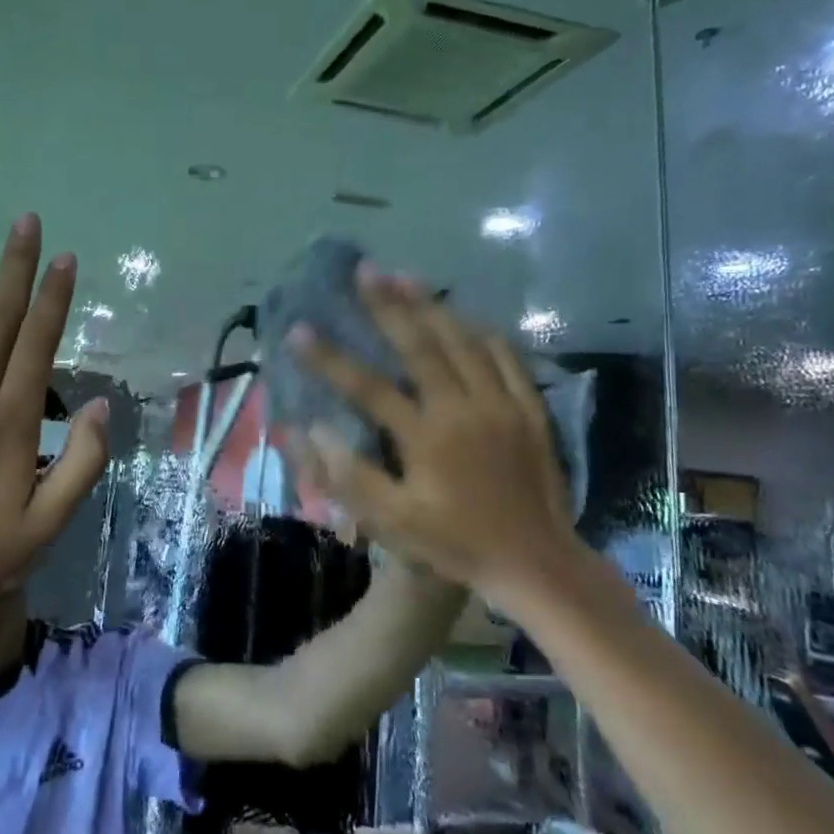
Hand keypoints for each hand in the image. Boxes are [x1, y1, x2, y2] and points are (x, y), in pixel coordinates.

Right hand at [285, 266, 579, 592]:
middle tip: (364, 271)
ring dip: (432, 306)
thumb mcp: (392, 523)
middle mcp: (462, 408)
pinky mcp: (529, 409)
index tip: (299, 330)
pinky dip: (482, 331)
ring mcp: (501, 404)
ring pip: (464, 341)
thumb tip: (311, 427)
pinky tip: (466, 317)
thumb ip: (349, 474)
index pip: (367, 386)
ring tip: (406, 277)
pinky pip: (507, 357)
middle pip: (420, 345)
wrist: (535, 562)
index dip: (329, 358)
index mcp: (425, 437)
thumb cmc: (455, 544)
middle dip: (388, 305)